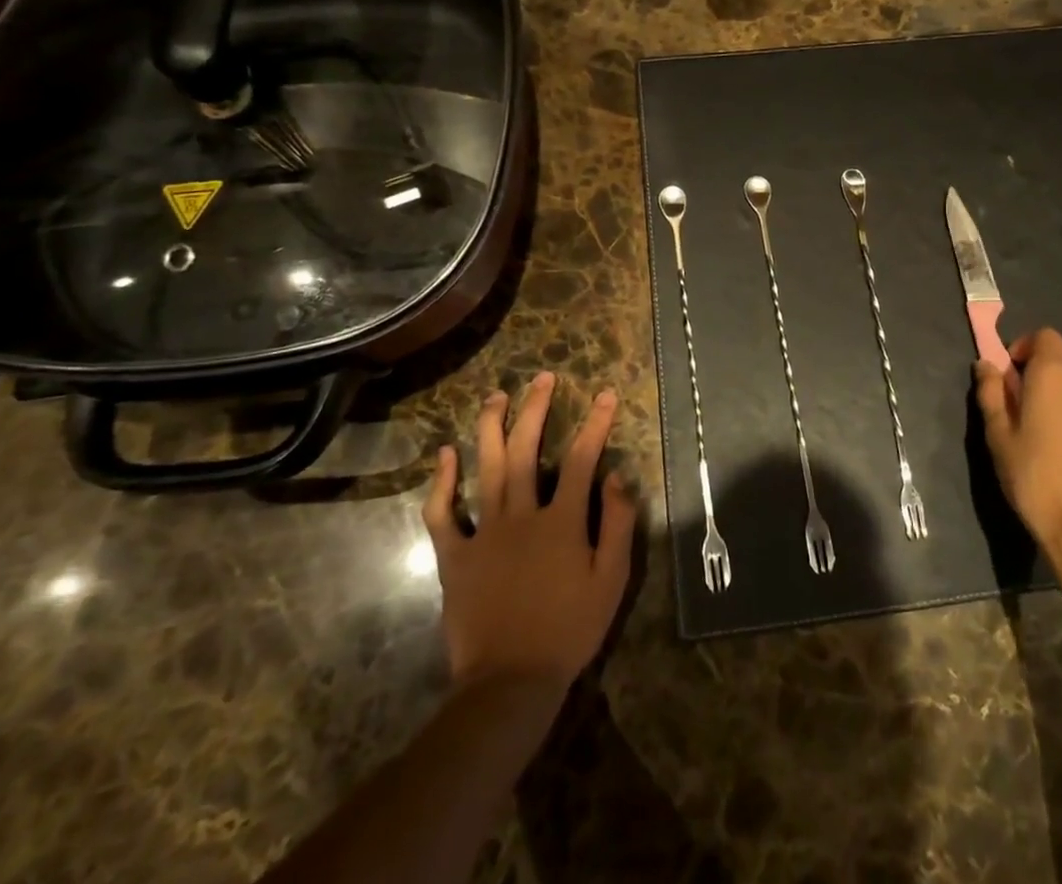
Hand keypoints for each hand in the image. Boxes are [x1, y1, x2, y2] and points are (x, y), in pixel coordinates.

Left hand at [424, 372, 636, 693]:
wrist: (509, 683)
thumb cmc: (569, 630)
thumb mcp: (611, 580)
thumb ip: (618, 524)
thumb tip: (619, 475)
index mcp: (561, 522)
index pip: (581, 459)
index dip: (595, 423)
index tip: (605, 394)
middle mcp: (521, 515)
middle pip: (527, 450)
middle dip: (536, 409)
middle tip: (541, 378)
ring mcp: (483, 534)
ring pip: (486, 468)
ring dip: (491, 428)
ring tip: (496, 396)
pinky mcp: (454, 556)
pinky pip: (443, 513)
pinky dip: (442, 482)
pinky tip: (446, 454)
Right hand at [974, 329, 1061, 559]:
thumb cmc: (1035, 479)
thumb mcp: (999, 437)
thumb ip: (991, 394)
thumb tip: (985, 364)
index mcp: (1053, 375)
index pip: (1045, 336)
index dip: (1025, 345)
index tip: (1010, 371)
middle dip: (1054, 351)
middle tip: (1031, 380)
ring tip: (1049, 406)